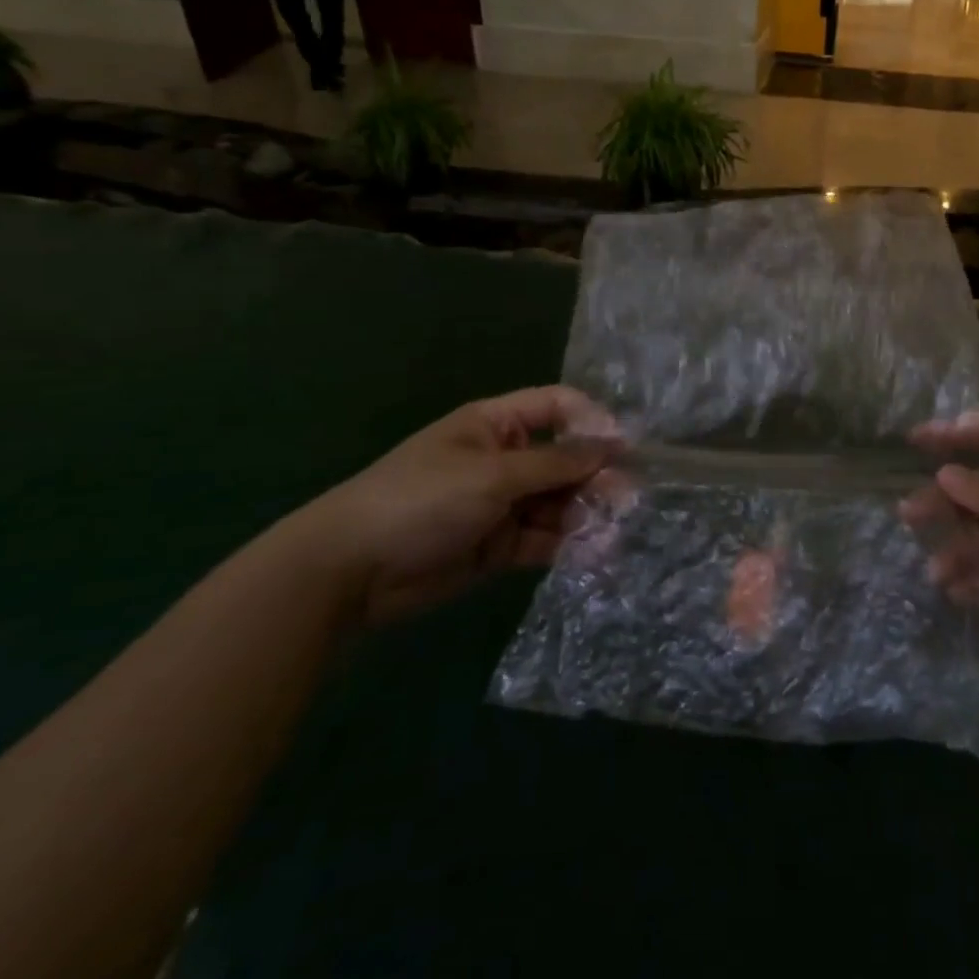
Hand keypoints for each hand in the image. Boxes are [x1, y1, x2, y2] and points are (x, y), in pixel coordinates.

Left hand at [280, 387, 615, 625]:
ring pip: (558, 501)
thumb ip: (557, 463)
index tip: (624, 447)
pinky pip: (544, 538)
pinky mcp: (499, 545)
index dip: (592, 421)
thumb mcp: (494, 475)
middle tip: (627, 499)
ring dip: (586, 513)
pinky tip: (591, 554)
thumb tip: (614, 445)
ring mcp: (502, 503)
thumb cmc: (422, 499)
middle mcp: (504, 459)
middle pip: (564, 458)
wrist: (350, 571)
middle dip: (596, 475)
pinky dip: (567, 544)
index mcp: (496, 425)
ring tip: (611, 531)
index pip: (557, 407)